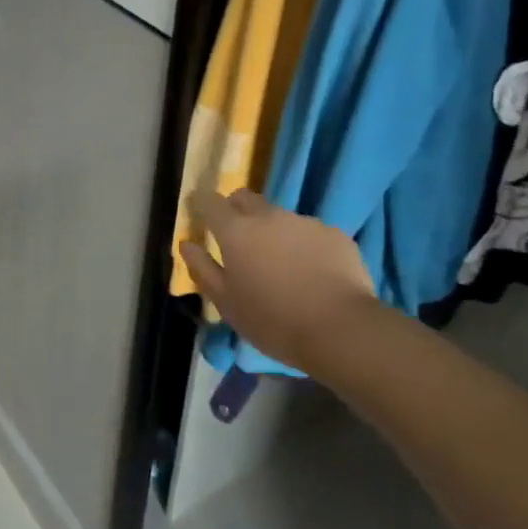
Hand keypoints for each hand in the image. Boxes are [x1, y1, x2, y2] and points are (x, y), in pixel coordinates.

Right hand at [180, 189, 381, 376]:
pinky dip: (304, 245)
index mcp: (236, 231)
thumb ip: (202, 269)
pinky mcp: (334, 233)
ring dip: (273, 231)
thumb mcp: (227, 303)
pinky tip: (313, 272)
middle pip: (245, 198)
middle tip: (239, 238)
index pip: (210, 201)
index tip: (199, 211)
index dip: (202, 203)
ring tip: (282, 264)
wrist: (341, 329)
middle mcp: (268, 216)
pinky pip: (310, 232)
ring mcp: (303, 222)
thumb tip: (186, 244)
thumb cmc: (273, 321)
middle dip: (236, 209)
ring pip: (279, 216)